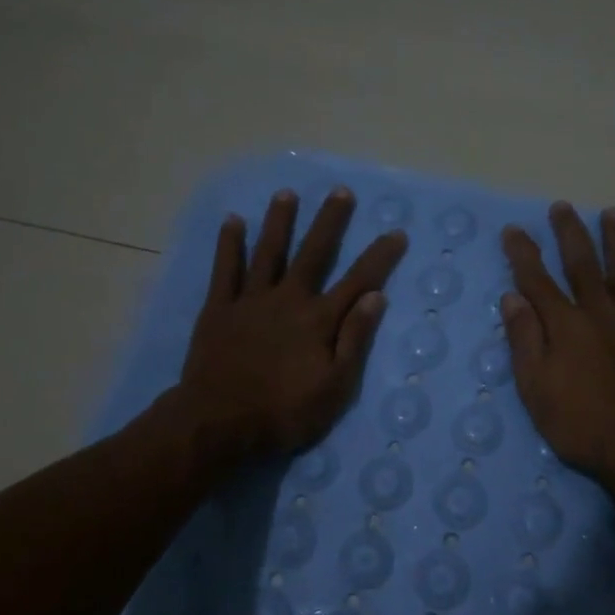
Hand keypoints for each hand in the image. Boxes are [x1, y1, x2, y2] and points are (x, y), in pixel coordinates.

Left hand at [176, 187, 407, 458]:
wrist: (218, 423)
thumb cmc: (284, 412)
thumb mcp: (334, 388)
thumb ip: (354, 340)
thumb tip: (375, 297)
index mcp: (319, 320)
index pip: (358, 281)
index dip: (379, 257)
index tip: (396, 233)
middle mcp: (288, 299)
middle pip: (313, 253)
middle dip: (330, 221)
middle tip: (340, 191)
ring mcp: (251, 300)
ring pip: (269, 252)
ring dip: (280, 221)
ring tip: (287, 193)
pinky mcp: (219, 308)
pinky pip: (225, 269)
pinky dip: (230, 244)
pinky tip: (234, 221)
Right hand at [501, 203, 614, 509]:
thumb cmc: (580, 426)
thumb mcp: (535, 390)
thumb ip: (524, 340)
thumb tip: (512, 297)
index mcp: (566, 326)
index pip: (537, 281)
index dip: (523, 254)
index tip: (514, 230)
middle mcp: (601, 315)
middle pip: (582, 265)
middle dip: (570, 234)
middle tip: (562, 206)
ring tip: (614, 214)